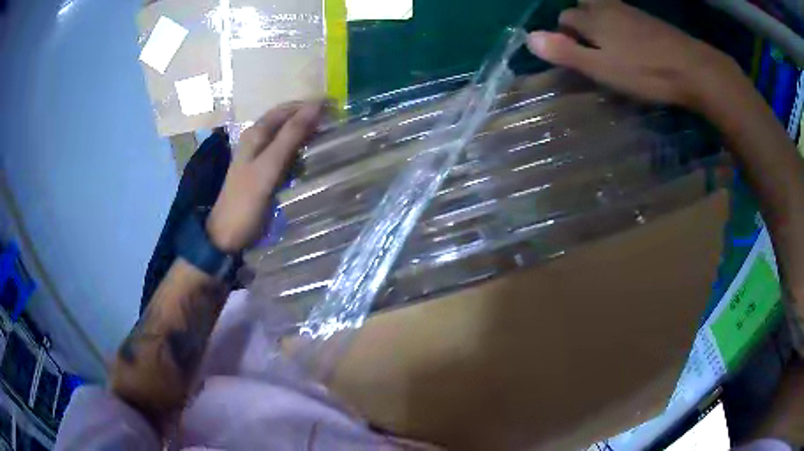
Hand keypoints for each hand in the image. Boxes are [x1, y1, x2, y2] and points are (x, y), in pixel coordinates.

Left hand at [206, 101, 322, 252]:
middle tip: (335, 122)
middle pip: (285, 120)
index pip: (285, 109)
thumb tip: (315, 105)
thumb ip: (290, 136)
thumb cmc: (246, 201)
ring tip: (328, 136)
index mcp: (255, 134)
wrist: (227, 235)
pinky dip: (299, 150)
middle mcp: (256, 140)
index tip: (334, 107)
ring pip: (285, 136)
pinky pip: (284, 153)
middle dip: (308, 117)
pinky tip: (311, 156)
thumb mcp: (269, 166)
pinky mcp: (263, 172)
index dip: (308, 105)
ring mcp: (258, 157)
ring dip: (305, 133)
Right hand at [526, 0, 741, 113]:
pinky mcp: (649, 20)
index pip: (565, 18)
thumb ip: (566, 52)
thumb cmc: (645, 71)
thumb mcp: (602, 68)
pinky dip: (620, 25)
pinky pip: (625, 15)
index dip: (564, 35)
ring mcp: (631, 11)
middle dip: (580, 21)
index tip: (573, 55)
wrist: (693, 68)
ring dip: (600, 22)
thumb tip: (529, 38)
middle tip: (590, 47)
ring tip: (610, 47)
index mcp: (592, 19)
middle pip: (583, 6)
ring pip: (605, 9)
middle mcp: (608, 8)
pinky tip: (632, 43)